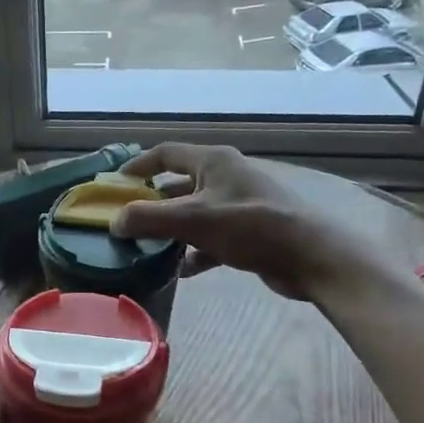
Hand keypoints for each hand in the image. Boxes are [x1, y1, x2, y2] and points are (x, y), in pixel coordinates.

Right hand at [111, 143, 377, 301]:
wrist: (309, 256)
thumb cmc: (250, 226)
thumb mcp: (193, 220)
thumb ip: (148, 219)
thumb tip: (114, 223)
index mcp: (213, 162)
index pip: (167, 154)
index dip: (139, 165)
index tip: (115, 183)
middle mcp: (226, 177)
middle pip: (179, 185)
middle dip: (153, 203)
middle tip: (127, 220)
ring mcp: (239, 205)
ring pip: (194, 214)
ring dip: (172, 230)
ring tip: (147, 247)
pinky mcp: (248, 233)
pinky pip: (211, 238)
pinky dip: (195, 251)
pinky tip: (181, 269)